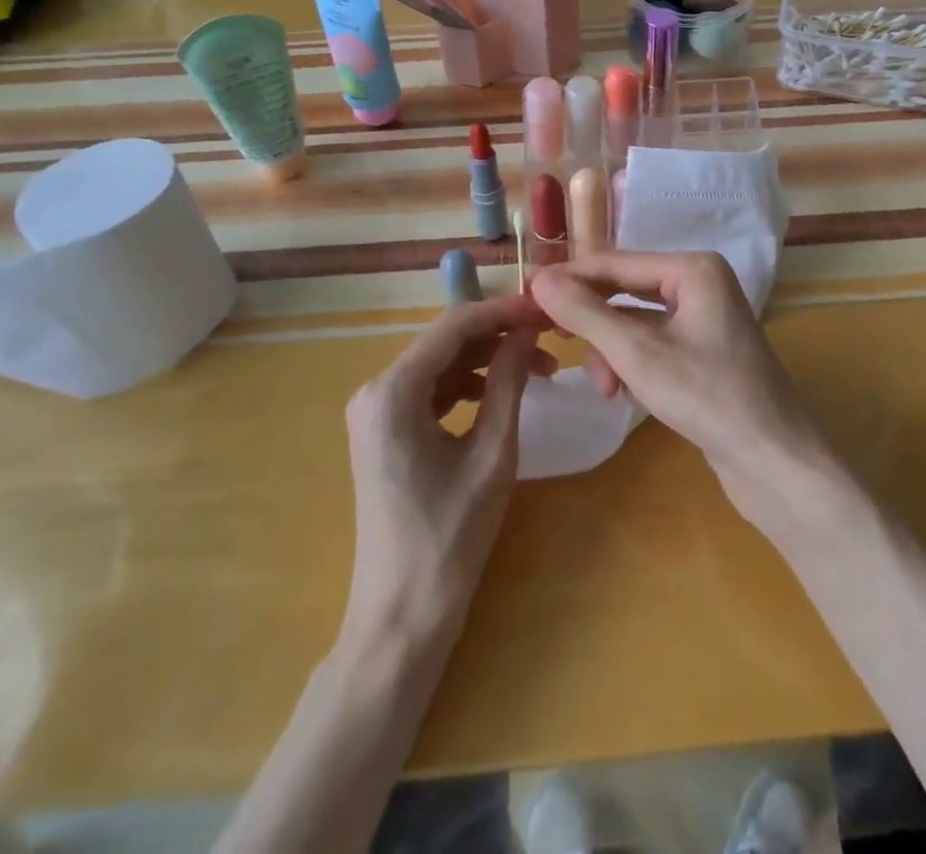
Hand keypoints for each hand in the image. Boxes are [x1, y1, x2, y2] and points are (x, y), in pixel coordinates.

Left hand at [341, 296, 554, 645]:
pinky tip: (500, 394)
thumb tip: (527, 330)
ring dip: (486, 360)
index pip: (454, 326)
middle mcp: (374, 390)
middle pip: (444, 341)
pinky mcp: (383, 431)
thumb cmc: (450, 538)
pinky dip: (466, 386)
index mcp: (393, 391)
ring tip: (539, 369)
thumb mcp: (491, 454)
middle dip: (498, 335)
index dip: (503, 311)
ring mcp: (375, 411)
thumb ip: (509, 382)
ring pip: (439, 363)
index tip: (547, 308)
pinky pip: (429, 390)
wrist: (402, 617)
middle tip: (550, 338)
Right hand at [530, 251, 827, 523]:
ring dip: (612, 351)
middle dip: (593, 323)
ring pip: (636, 322)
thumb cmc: (707, 397)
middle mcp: (700, 283)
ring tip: (604, 387)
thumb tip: (538, 279)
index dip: (568, 279)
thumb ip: (585, 313)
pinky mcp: (704, 351)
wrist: (775, 462)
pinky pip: (653, 344)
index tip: (525, 296)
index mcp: (692, 268)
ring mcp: (704, 318)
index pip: (614, 263)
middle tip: (554, 342)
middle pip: (625, 291)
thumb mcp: (637, 354)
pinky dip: (633, 364)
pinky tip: (623, 393)